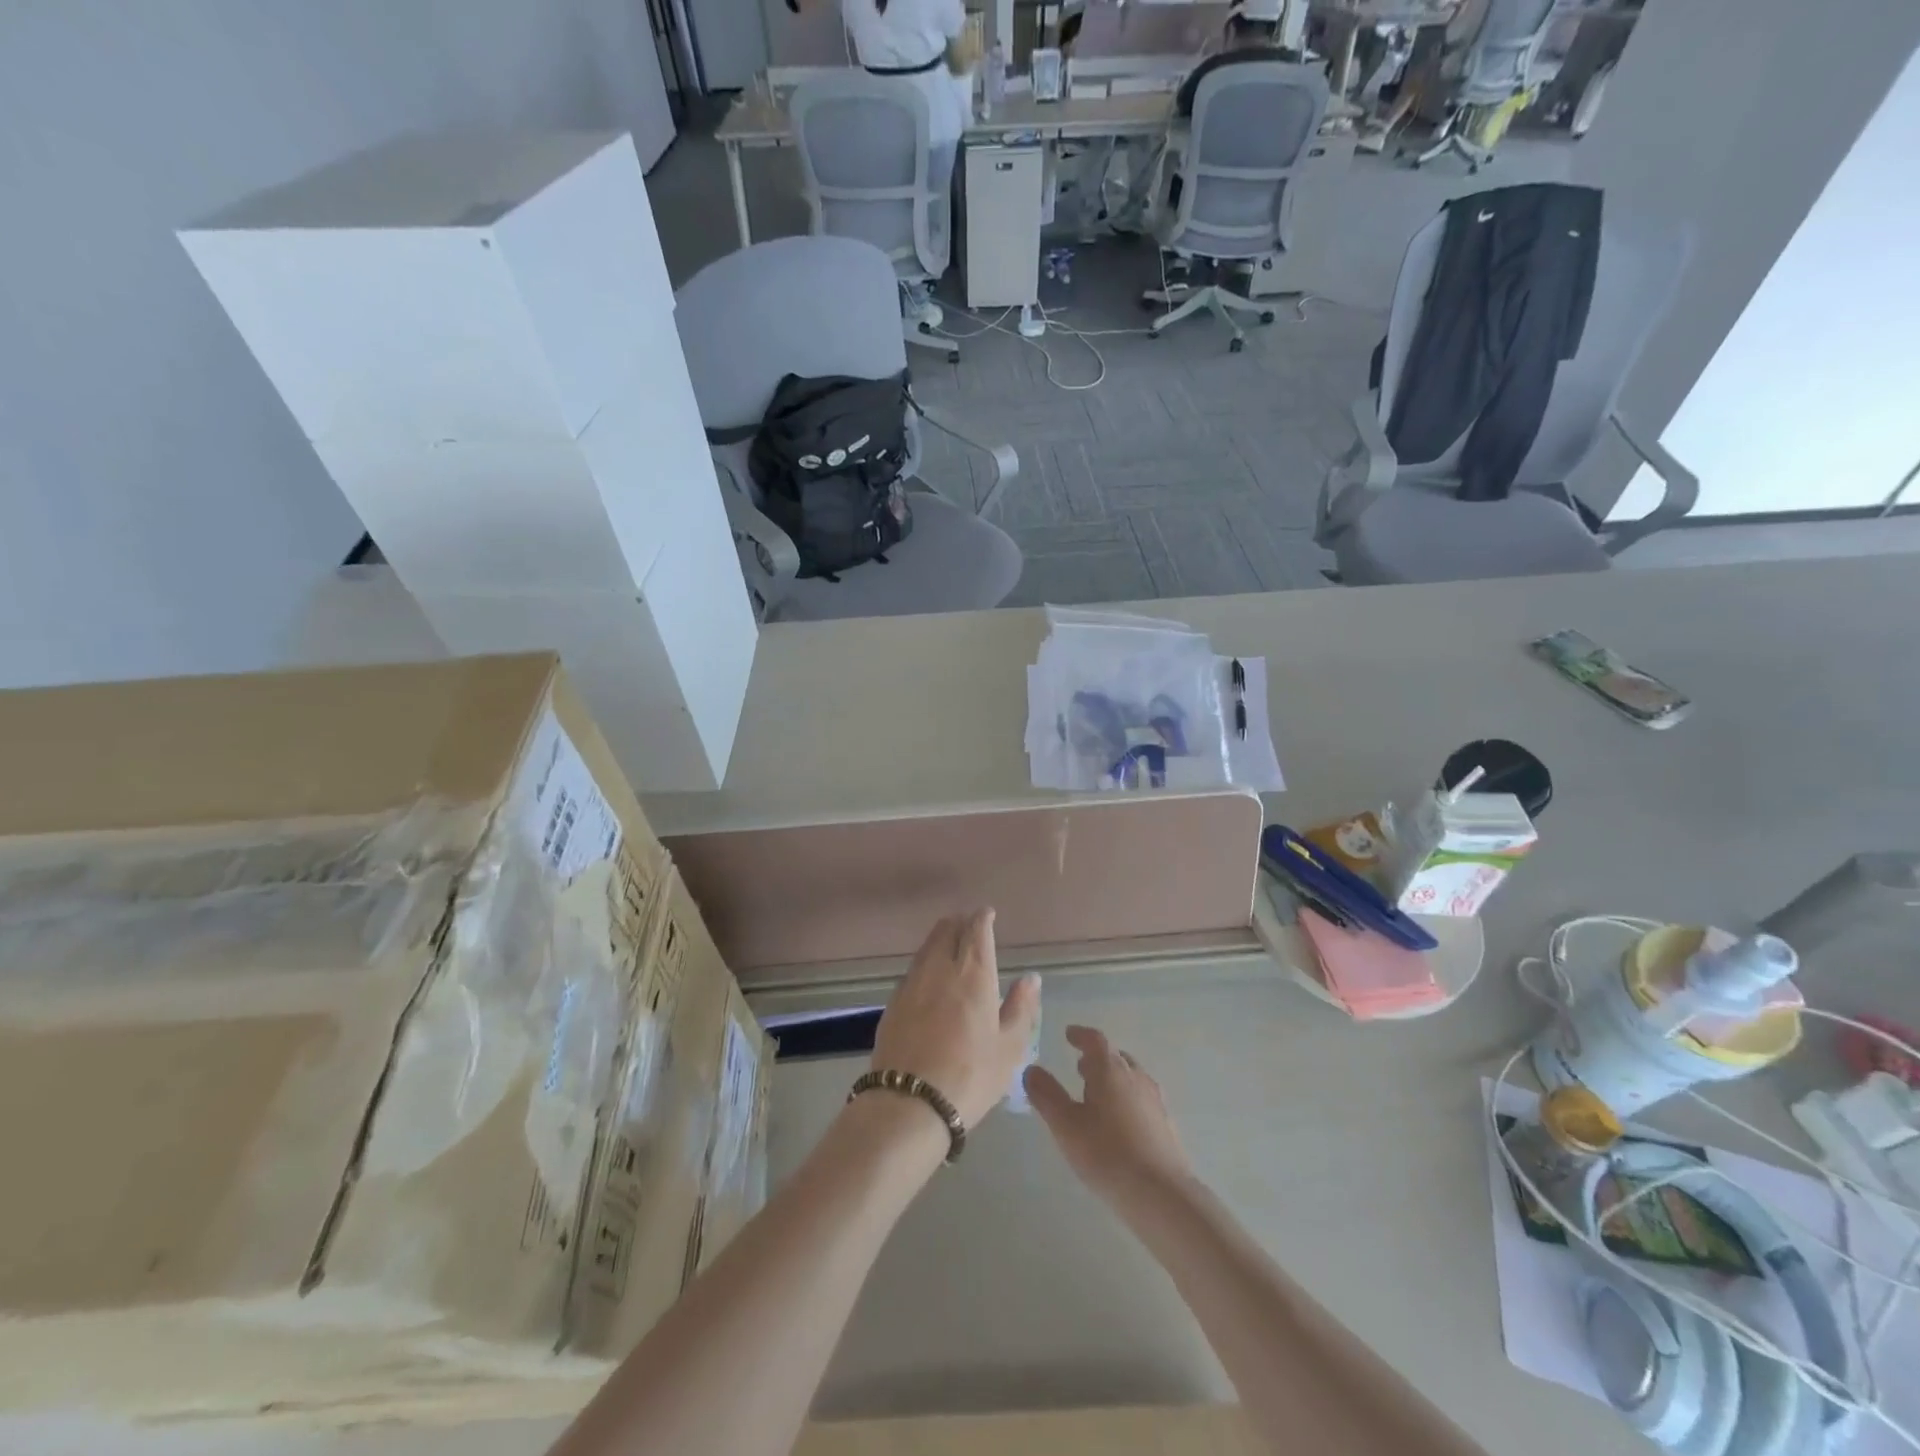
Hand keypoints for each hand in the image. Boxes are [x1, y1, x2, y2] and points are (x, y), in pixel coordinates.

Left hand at [870, 909, 1040, 1129]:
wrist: (909, 1103)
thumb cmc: (970, 1076)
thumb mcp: (1009, 1047)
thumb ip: (1021, 1008)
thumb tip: (1030, 977)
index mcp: (973, 974)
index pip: (977, 930)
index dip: (982, 918)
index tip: (987, 914)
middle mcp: (940, 968)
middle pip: (946, 930)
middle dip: (959, 922)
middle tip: (969, 926)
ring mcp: (911, 983)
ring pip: (926, 947)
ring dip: (940, 939)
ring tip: (950, 946)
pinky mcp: (893, 1002)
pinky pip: (913, 970)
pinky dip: (925, 963)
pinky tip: (930, 979)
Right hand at [1024, 1026, 1191, 1200]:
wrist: (1161, 1194)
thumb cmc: (1106, 1153)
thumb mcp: (1065, 1125)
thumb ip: (1046, 1094)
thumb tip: (1031, 1069)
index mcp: (1110, 1069)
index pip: (1095, 1040)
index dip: (1080, 1035)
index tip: (1068, 1035)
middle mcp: (1135, 1076)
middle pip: (1115, 1056)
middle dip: (1096, 1058)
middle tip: (1079, 1067)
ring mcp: (1154, 1099)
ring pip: (1131, 1077)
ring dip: (1113, 1078)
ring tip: (1097, 1094)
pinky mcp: (1166, 1123)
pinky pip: (1142, 1098)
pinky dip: (1127, 1098)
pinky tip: (1120, 1122)